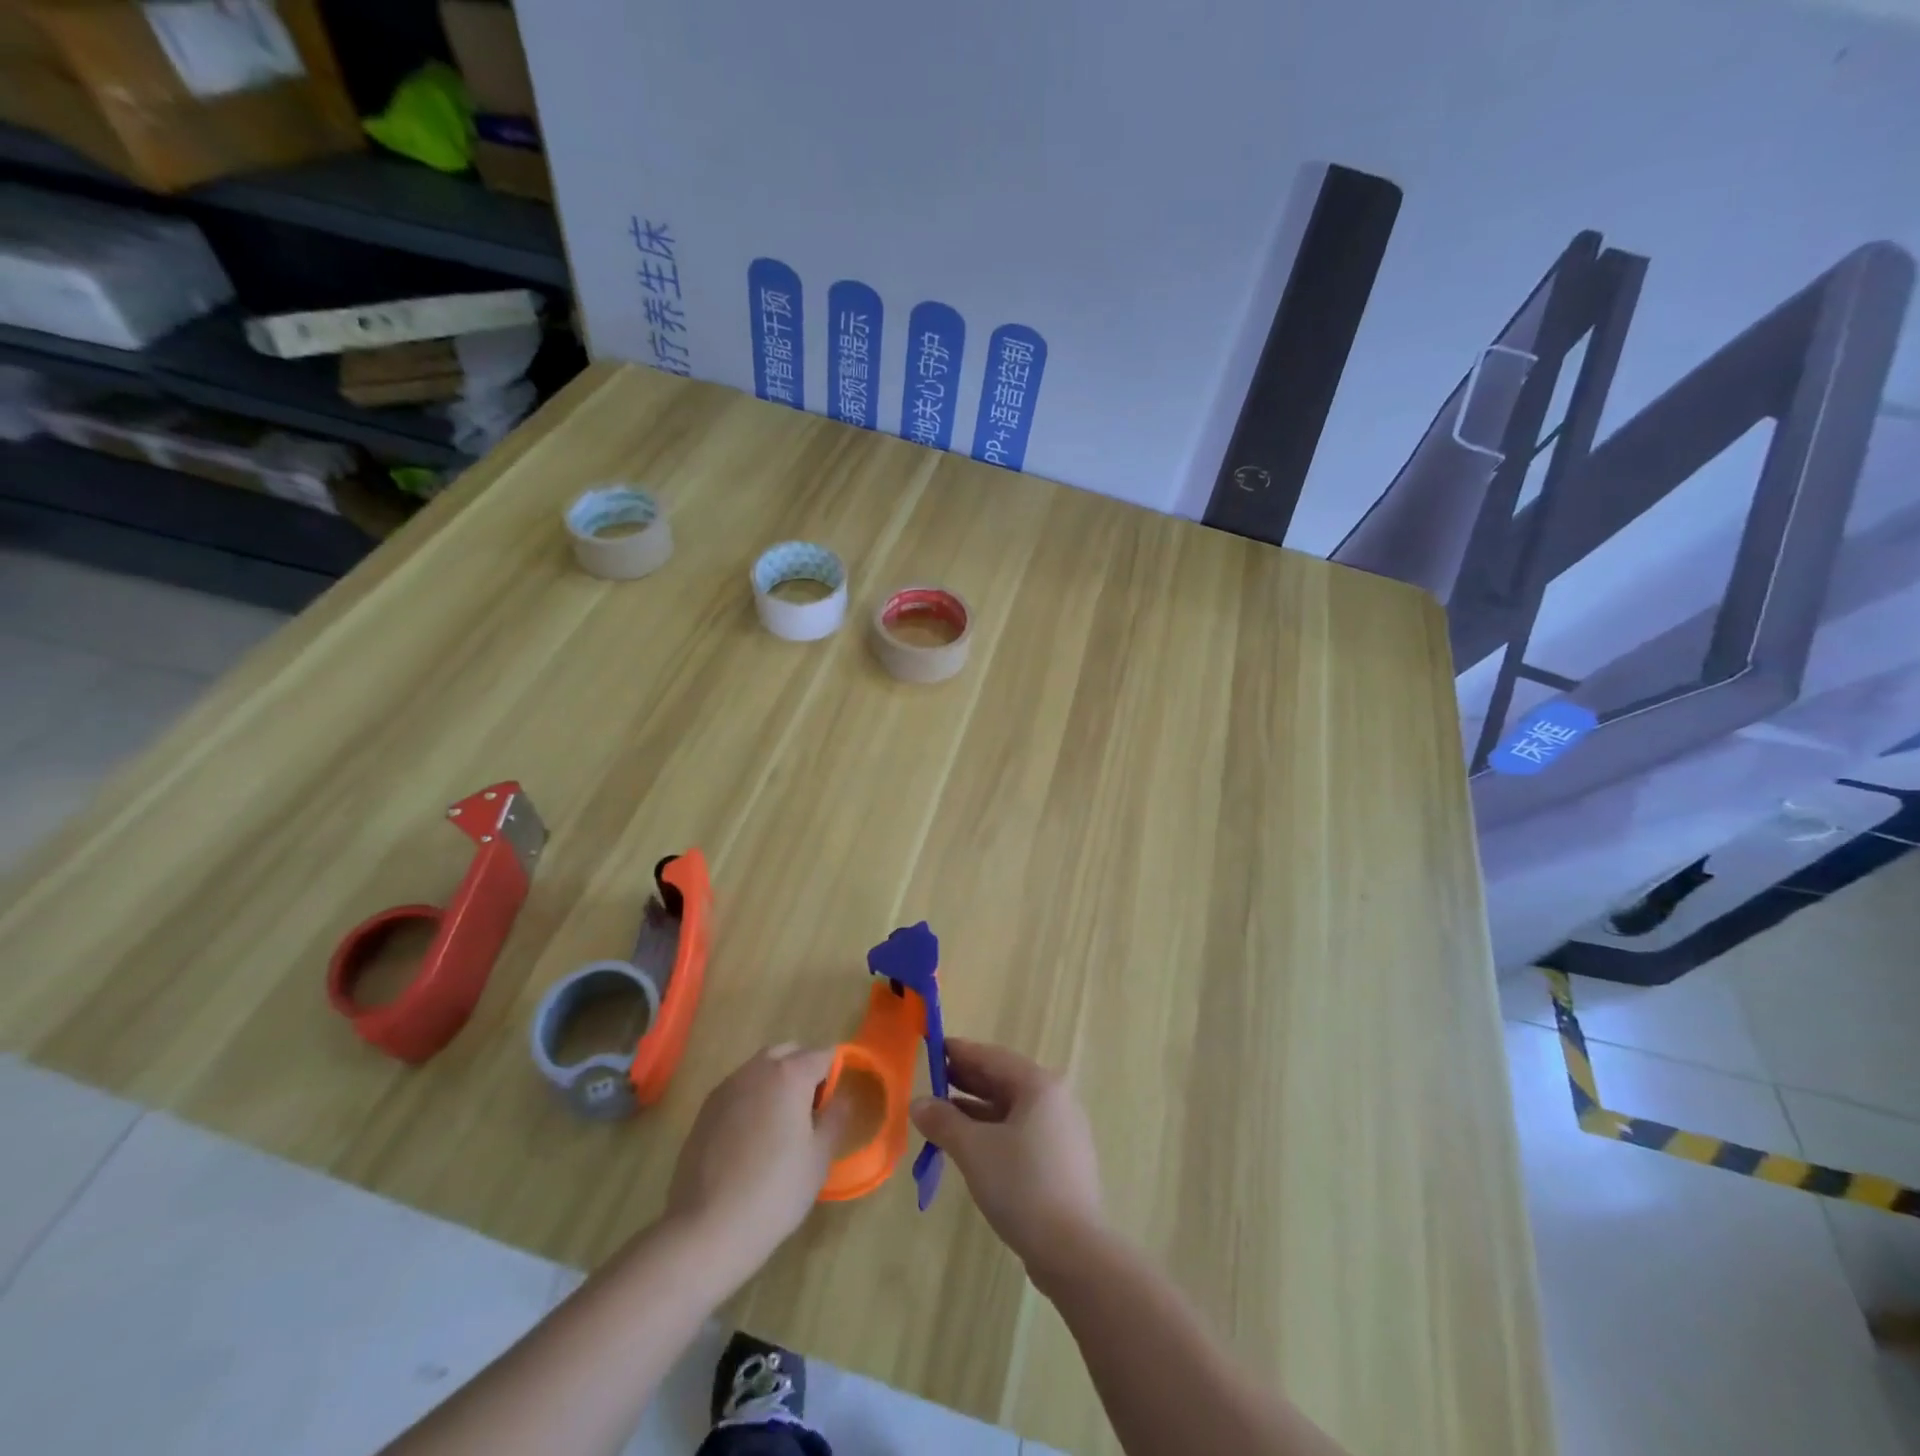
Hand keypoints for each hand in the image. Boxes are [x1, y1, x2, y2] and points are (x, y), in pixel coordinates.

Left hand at [665, 1043, 844, 1285]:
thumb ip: (836, 1117)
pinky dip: (751, 1099)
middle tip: (810, 1112)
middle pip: (789, 1053)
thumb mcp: (819, 1157)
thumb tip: (843, 1096)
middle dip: (804, 1071)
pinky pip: (738, 1089)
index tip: (834, 1108)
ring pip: (760, 1068)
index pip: (823, 1056)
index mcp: (790, 1074)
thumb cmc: (775, 1191)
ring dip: (776, 1082)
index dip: (834, 1076)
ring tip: (780, 1126)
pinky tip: (751, 1139)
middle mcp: (757, 1069)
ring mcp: (727, 1087)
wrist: (707, 1228)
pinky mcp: (705, 1109)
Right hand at [910, 1039, 1103, 1285]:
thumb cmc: (1022, 1185)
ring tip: (942, 1114)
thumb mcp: (974, 1150)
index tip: (932, 1047)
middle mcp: (1055, 1099)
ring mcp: (1062, 1130)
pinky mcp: (1061, 1160)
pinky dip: (994, 1130)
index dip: (959, 1052)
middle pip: (1003, 1080)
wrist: (1073, 1251)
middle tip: (932, 1080)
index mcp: (1039, 1085)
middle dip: (966, 1080)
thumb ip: (944, 1121)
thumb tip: (918, 1103)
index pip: (992, 1057)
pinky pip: (1021, 1131)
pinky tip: (970, 1144)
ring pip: (1011, 1108)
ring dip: (976, 1108)